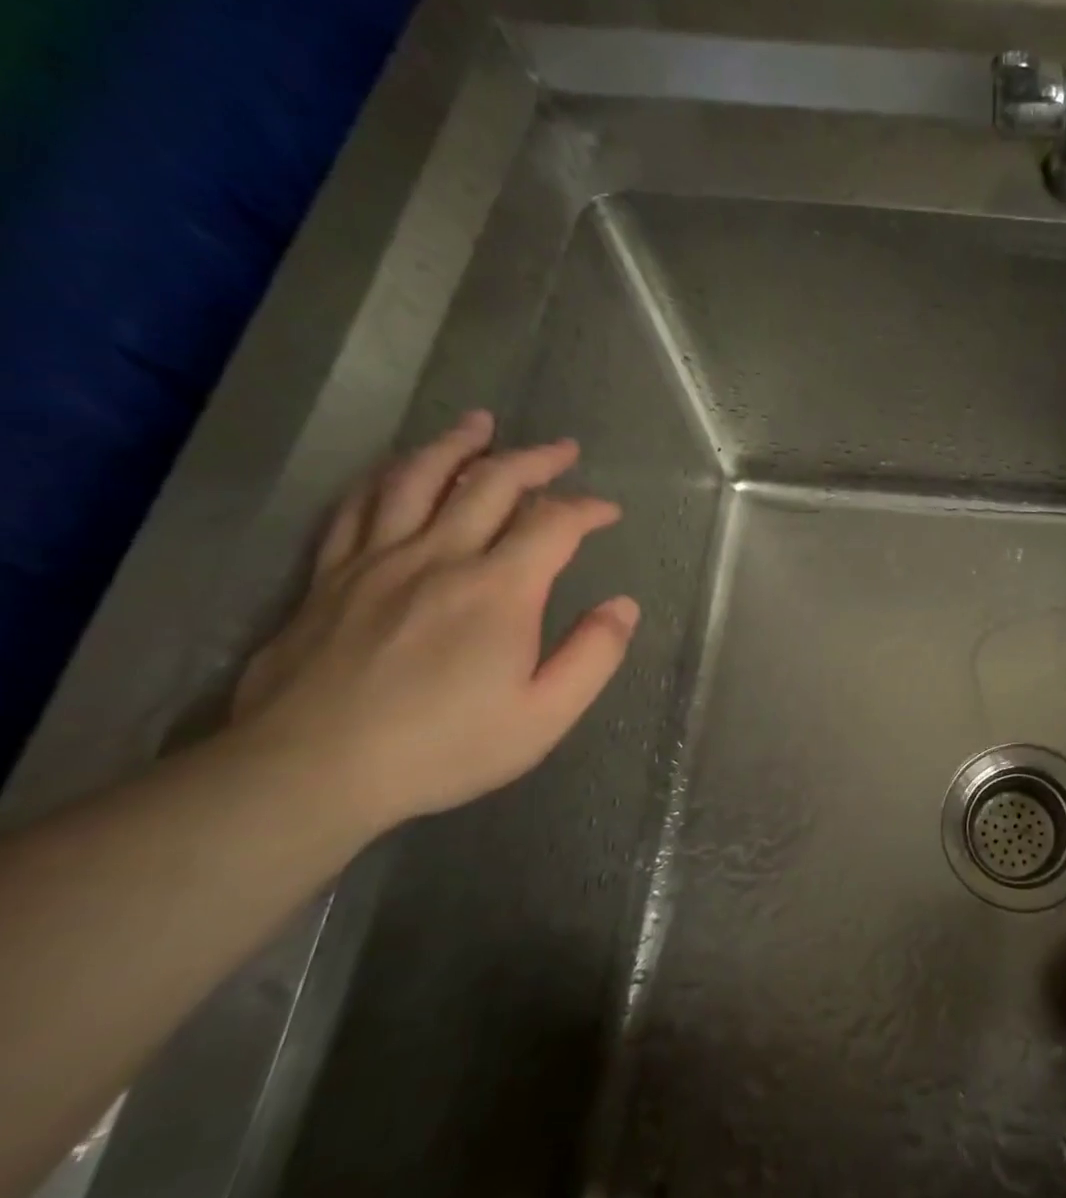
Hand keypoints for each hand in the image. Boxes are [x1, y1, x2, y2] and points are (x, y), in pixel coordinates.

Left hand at [231, 410, 637, 834]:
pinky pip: (359, 506)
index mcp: (499, 590)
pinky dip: (387, 477)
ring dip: (456, 445)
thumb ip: (594, 656)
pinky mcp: (329, 576)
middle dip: (534, 460)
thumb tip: (623, 607)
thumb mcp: (545, 716)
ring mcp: (377, 561)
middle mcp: (439, 556)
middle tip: (561, 449)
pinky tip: (399, 470)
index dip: (587, 508)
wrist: (309, 772)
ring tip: (478, 424)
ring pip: (417, 478)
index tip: (608, 512)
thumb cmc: (444, 748)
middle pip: (490, 484)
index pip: (553, 523)